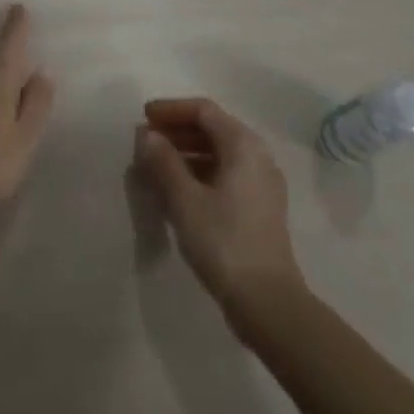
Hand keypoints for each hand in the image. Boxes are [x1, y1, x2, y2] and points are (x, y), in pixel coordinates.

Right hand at [133, 97, 305, 321]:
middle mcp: (258, 155)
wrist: (268, 303)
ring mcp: (262, 183)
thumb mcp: (185, 200)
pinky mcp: (261, 207)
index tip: (144, 117)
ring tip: (156, 167)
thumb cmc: (224, 242)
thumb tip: (147, 135)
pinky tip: (178, 191)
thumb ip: (164, 162)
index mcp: (243, 144)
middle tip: (147, 142)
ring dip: (187, 154)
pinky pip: (226, 174)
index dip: (171, 110)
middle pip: (213, 129)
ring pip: (219, 154)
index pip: (203, 111)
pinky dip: (201, 173)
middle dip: (177, 132)